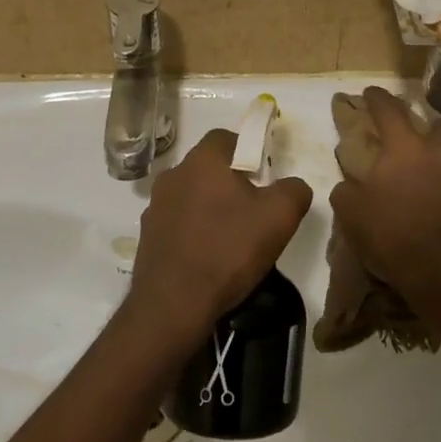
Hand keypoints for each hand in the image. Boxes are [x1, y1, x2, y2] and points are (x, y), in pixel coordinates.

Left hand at [128, 129, 313, 347]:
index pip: (226, 138)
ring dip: (209, 208)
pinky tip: (207, 258)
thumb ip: (294, 190)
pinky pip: (177, 224)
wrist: (173, 304)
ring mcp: (155, 206)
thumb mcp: (280, 217)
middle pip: (208, 168)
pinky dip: (192, 233)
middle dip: (230, 183)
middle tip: (252, 211)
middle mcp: (174, 174)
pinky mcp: (146, 236)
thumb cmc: (228, 250)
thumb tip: (293, 185)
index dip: (248, 152)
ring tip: (230, 239)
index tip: (264, 178)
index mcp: (203, 160)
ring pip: (191, 196)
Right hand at [328, 86, 440, 296]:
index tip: (370, 92)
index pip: (390, 110)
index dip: (378, 98)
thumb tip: (349, 184)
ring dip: (438, 162)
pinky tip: (431, 208)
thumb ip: (347, 190)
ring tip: (420, 179)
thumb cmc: (392, 234)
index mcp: (406, 149)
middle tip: (414, 136)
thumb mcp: (351, 212)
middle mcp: (438, 156)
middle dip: (429, 124)